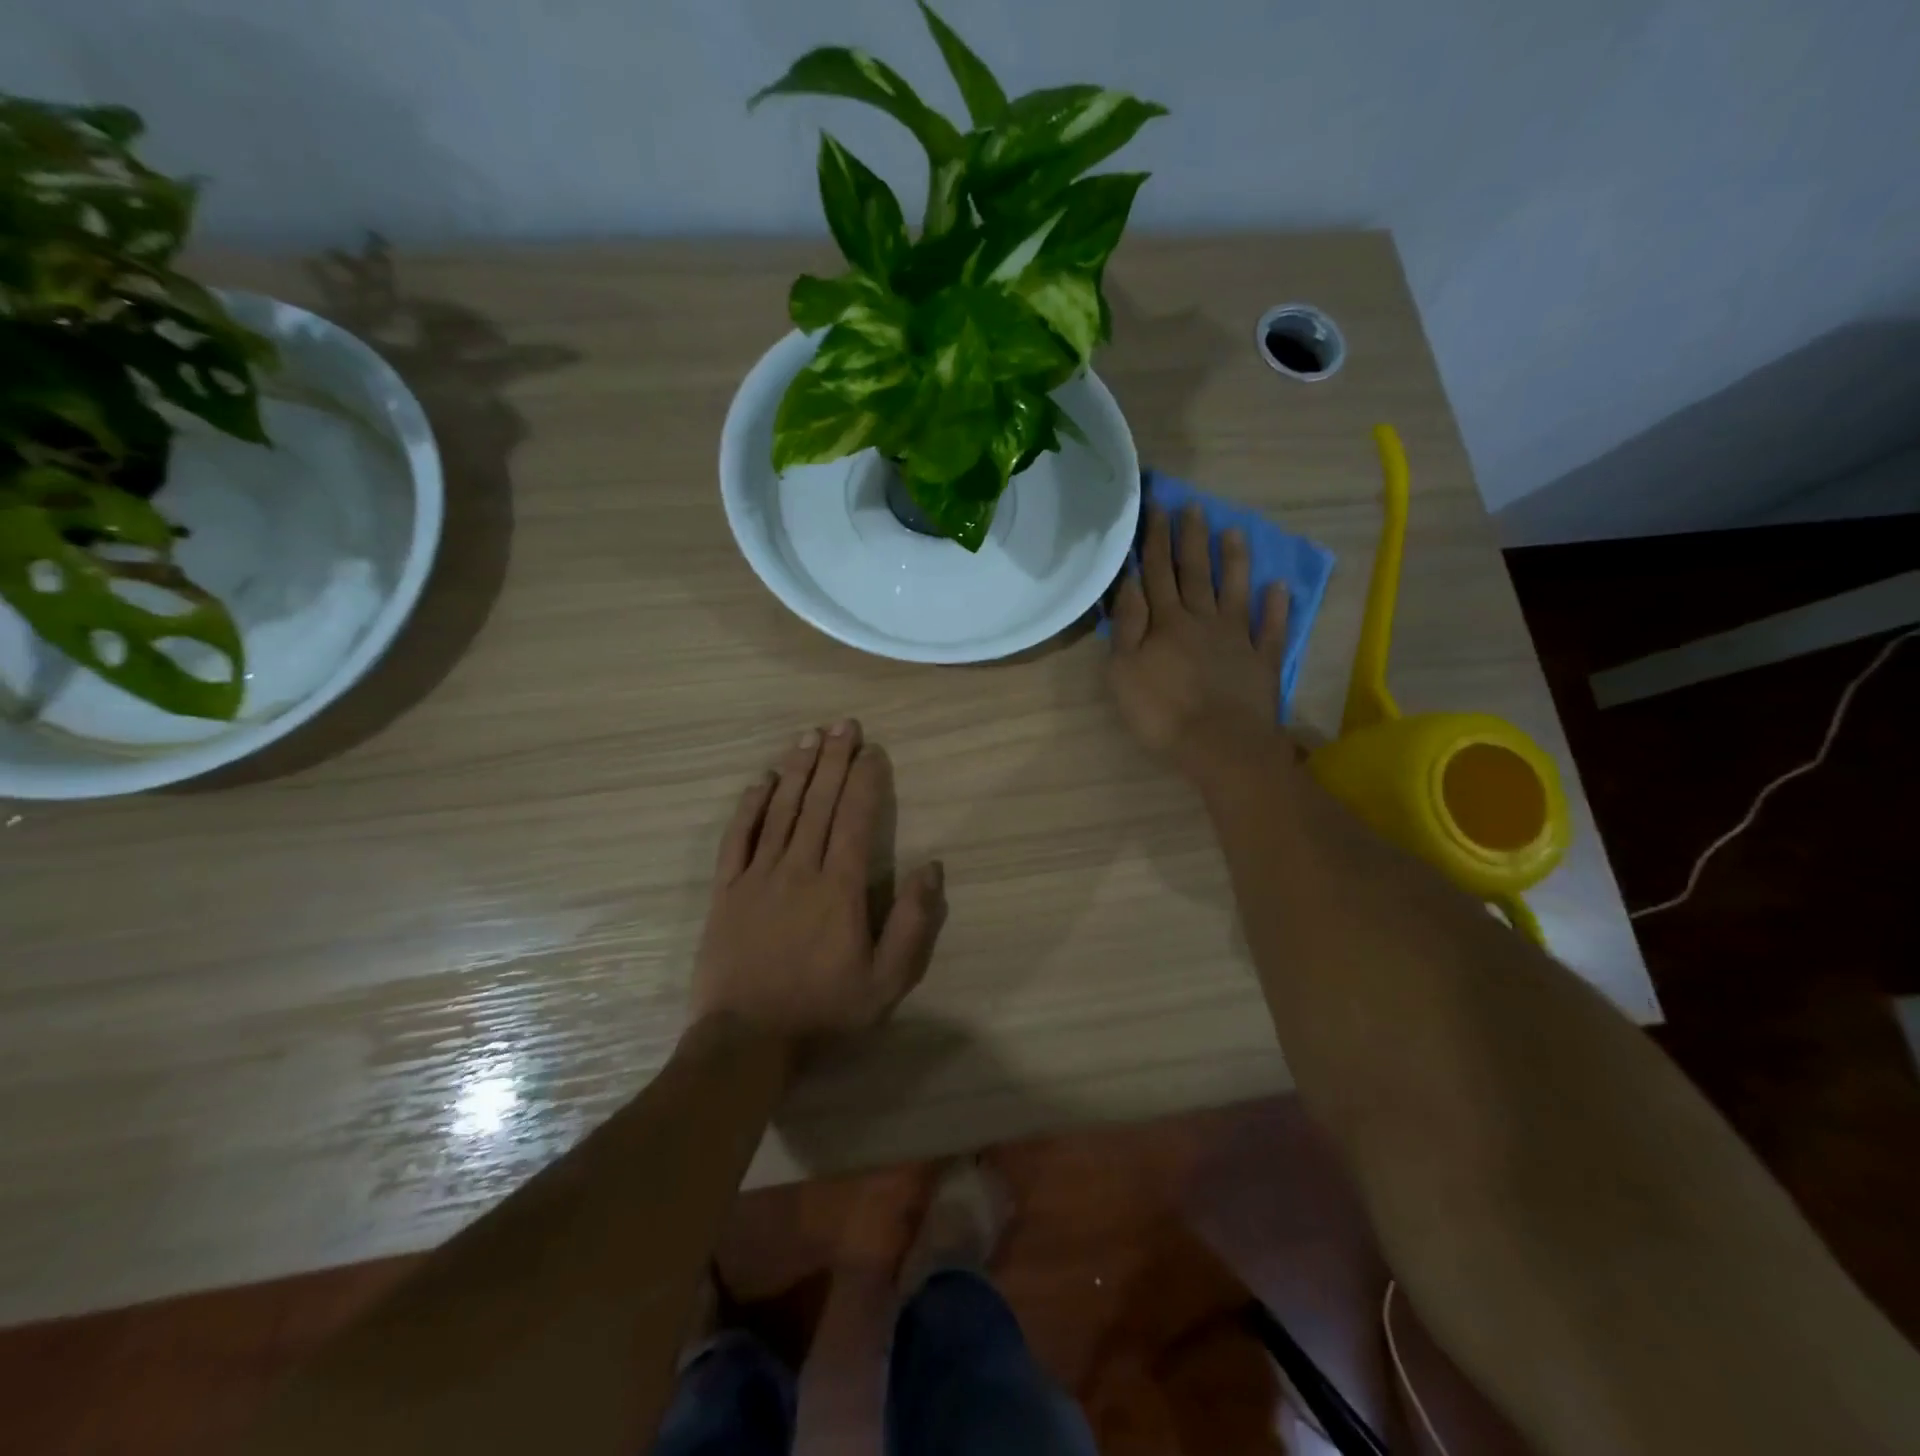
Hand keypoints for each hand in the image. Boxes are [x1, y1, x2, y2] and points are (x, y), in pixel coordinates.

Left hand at [691, 721, 946, 1043]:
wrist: (746, 1040)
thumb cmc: (824, 1010)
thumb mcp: (887, 981)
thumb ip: (913, 923)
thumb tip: (931, 866)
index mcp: (838, 888)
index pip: (854, 819)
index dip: (864, 781)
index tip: (872, 750)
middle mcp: (798, 869)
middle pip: (818, 803)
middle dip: (833, 760)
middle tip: (843, 724)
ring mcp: (757, 876)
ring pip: (780, 810)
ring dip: (796, 770)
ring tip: (808, 736)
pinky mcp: (726, 890)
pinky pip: (737, 837)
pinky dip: (750, 805)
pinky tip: (761, 780)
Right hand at [1107, 503, 1290, 781]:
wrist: (1220, 746)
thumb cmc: (1162, 713)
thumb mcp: (1124, 671)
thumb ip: (1127, 625)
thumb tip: (1131, 583)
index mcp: (1167, 623)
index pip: (1157, 572)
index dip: (1156, 539)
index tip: (1156, 507)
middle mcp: (1203, 620)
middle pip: (1195, 573)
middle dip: (1191, 538)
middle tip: (1193, 506)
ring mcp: (1237, 639)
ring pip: (1235, 591)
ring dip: (1234, 561)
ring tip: (1234, 531)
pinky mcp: (1262, 661)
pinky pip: (1271, 628)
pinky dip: (1276, 607)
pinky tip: (1279, 587)